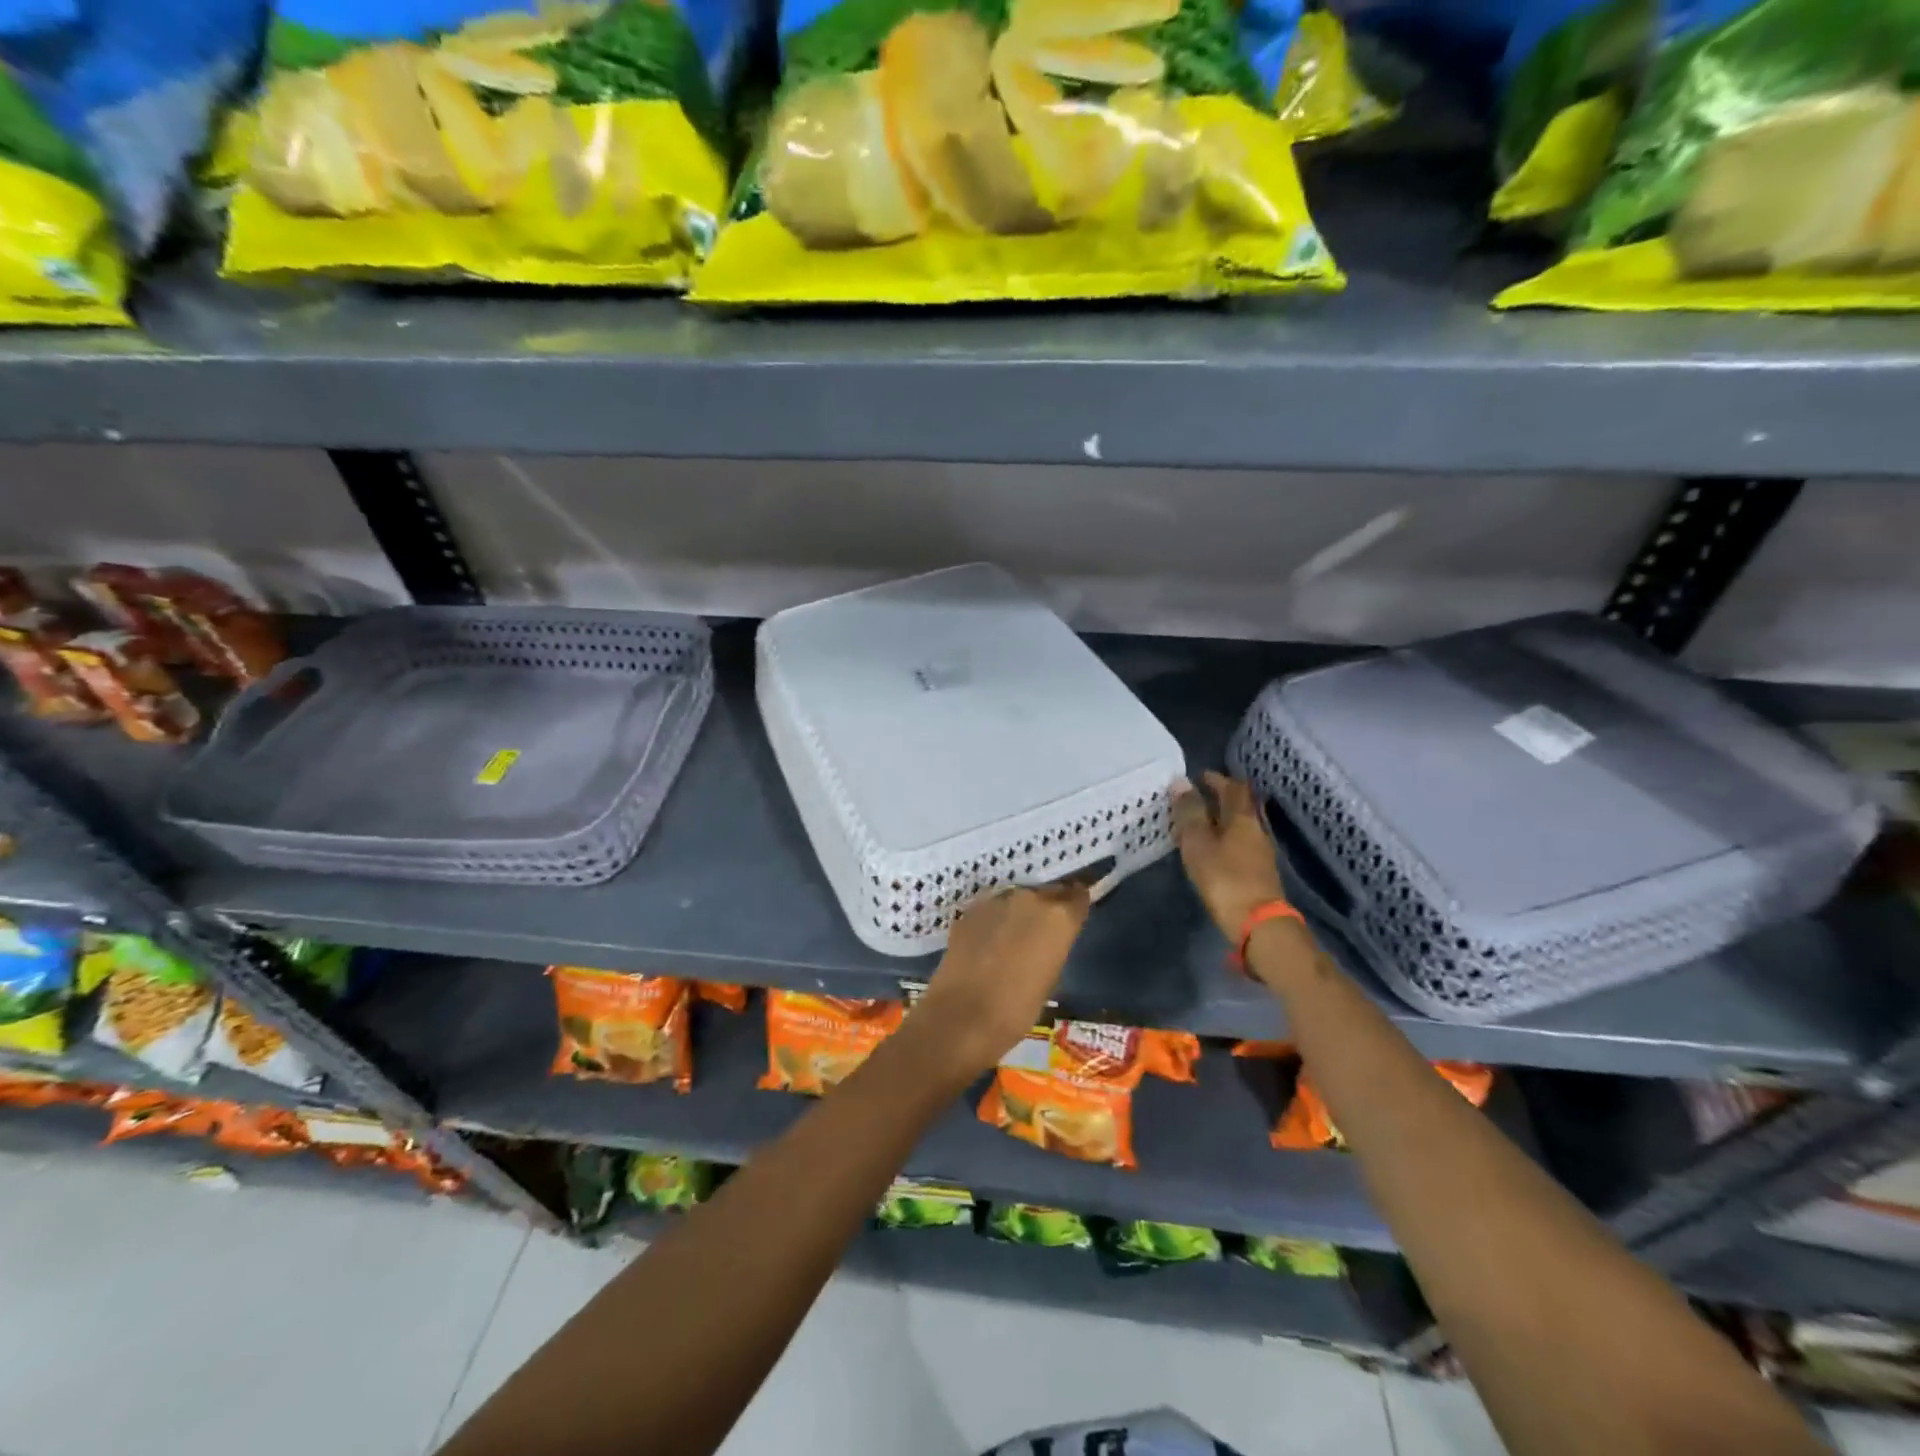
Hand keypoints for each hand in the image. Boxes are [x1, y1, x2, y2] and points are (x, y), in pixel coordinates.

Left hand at [906, 884, 1090, 1078]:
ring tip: (1014, 937)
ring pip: (1017, 899)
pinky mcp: (969, 910)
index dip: (1076, 905)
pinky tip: (989, 943)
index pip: (1077, 896)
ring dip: (1019, 912)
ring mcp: (996, 900)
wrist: (961, 1016)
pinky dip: (994, 920)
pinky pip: (991, 910)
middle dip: (1047, 906)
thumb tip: (1050, 938)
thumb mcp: (1051, 977)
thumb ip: (1055, 946)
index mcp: (1058, 916)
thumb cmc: (1017, 1009)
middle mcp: (1029, 898)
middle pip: (1046, 892)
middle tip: (1044, 929)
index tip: (1075, 914)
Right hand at [1173, 772, 1287, 942]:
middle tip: (1200, 796)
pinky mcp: (1259, 872)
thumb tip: (1181, 782)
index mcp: (1243, 818)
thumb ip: (1190, 813)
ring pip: (1242, 825)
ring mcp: (1261, 853)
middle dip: (1222, 798)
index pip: (1234, 788)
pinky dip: (1227, 838)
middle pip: (1242, 806)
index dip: (1218, 779)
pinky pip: (1242, 844)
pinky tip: (1213, 848)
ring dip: (1224, 819)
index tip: (1200, 776)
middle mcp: (1256, 830)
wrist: (1258, 923)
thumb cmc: (1224, 879)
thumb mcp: (1198, 843)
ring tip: (1202, 822)